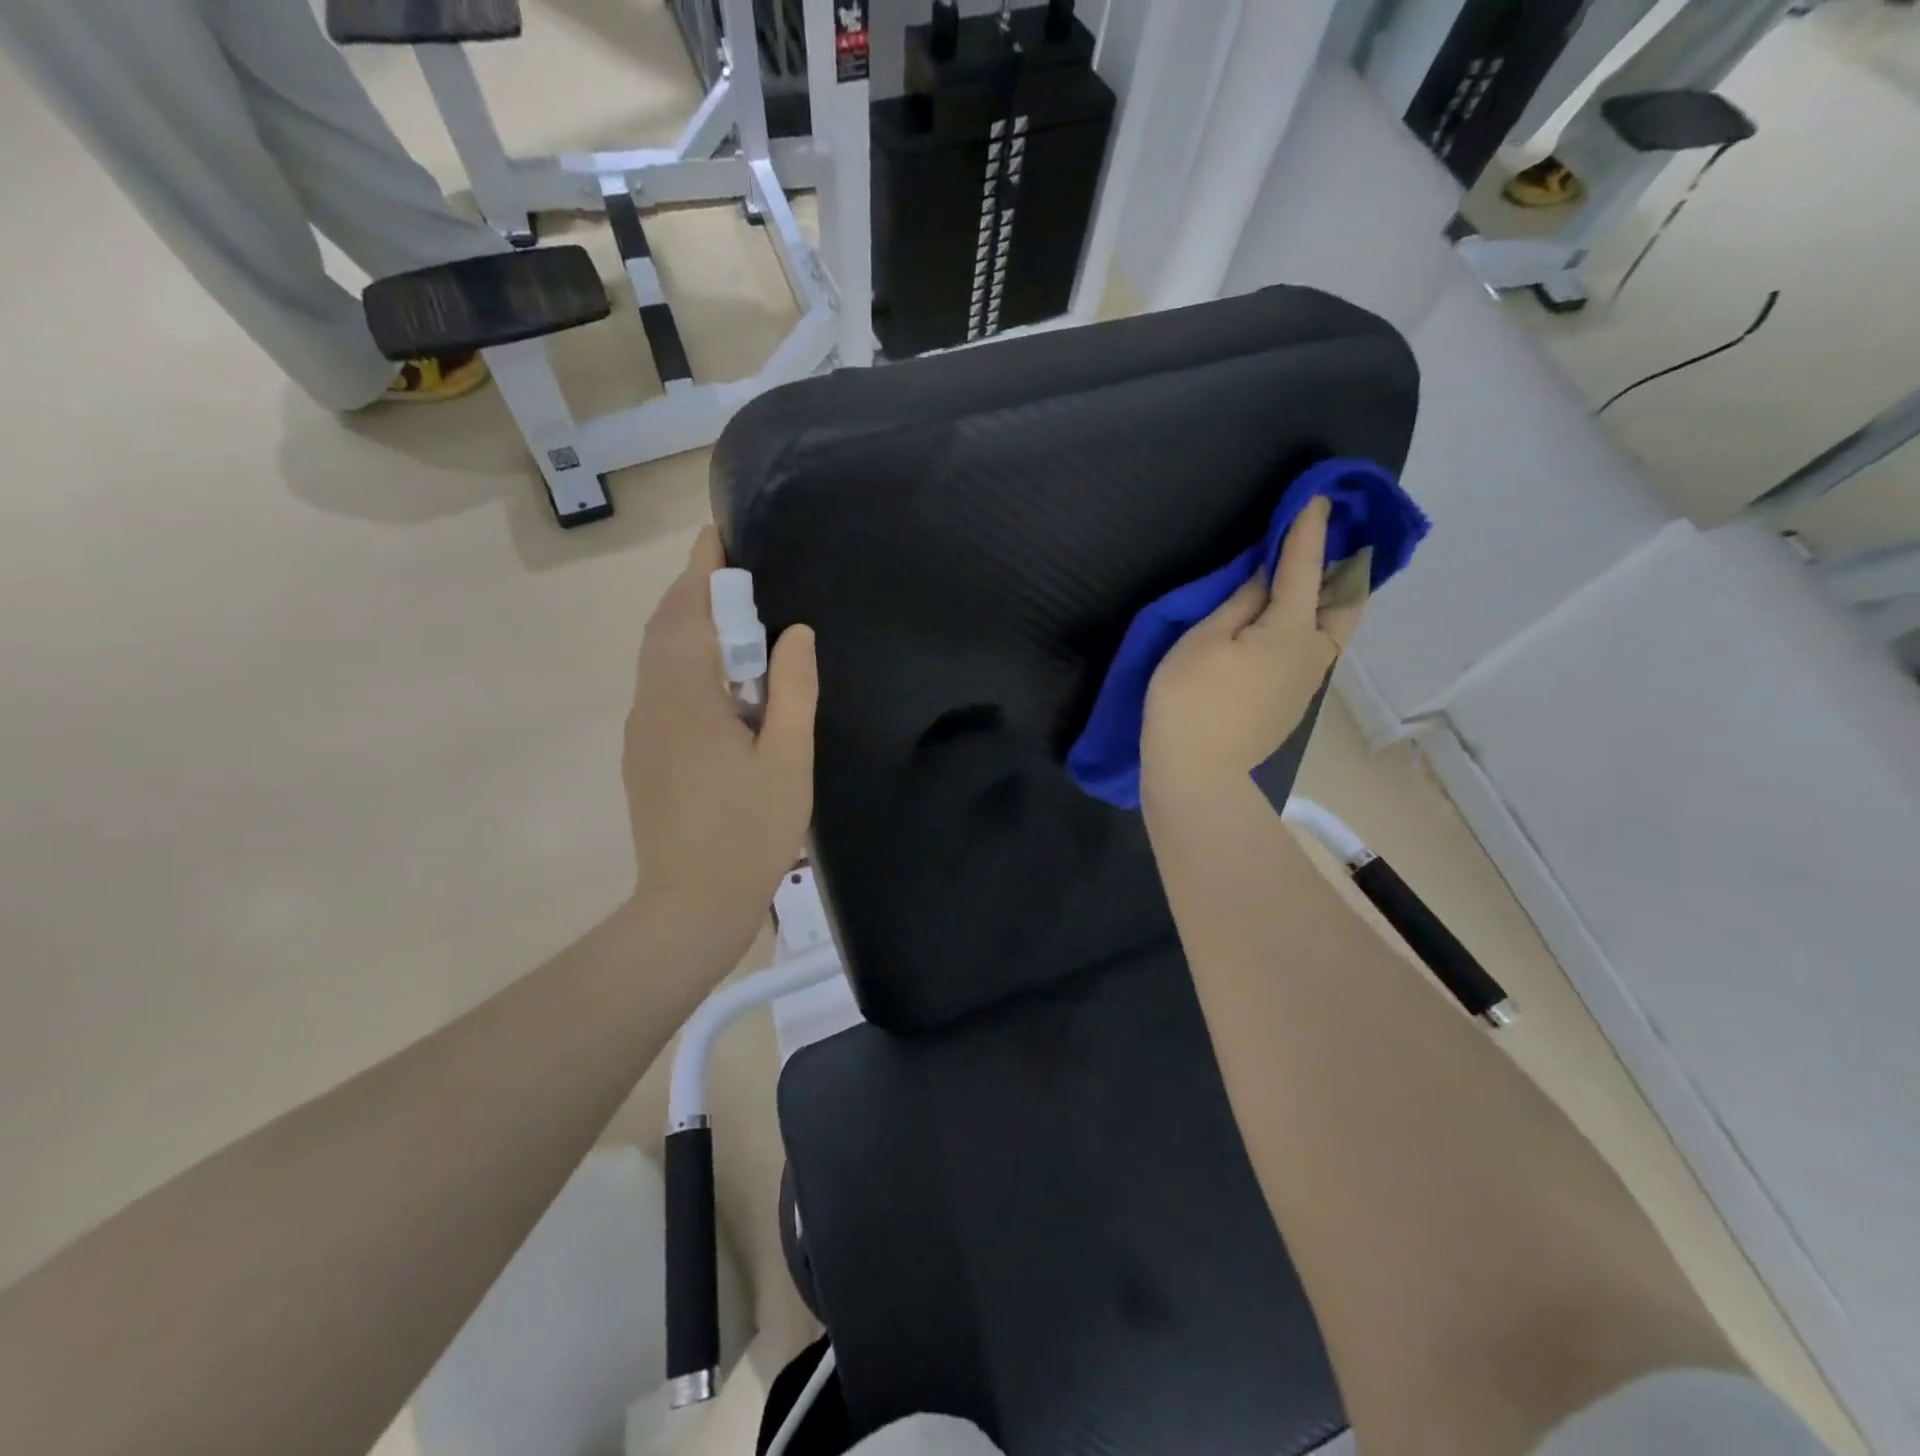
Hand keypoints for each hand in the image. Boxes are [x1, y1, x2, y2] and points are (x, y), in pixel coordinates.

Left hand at [624, 527, 817, 969]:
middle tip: (739, 576)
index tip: (718, 535)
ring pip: (658, 659)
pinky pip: (661, 688)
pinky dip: (686, 662)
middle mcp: (653, 704)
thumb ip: (792, 690)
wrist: (689, 907)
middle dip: (696, 593)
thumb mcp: (787, 760)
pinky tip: (722, 683)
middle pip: (666, 629)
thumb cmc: (748, 833)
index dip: (702, 570)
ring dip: (690, 628)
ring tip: (735, 622)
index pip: (688, 613)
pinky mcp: (644, 755)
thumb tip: (796, 633)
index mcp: (687, 699)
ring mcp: (643, 731)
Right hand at [1141, 498, 1363, 799]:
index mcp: (1291, 631)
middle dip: (1344, 566)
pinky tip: (1290, 622)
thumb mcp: (1204, 641)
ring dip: (1331, 596)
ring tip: (1314, 576)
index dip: (1307, 531)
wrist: (1198, 776)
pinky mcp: (1291, 704)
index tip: (1318, 498)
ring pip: (1333, 629)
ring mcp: (1306, 684)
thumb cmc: (1190, 702)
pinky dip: (1314, 623)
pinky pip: (1314, 650)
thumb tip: (1267, 577)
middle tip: (1330, 542)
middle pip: (1345, 602)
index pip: (1304, 568)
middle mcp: (1313, 654)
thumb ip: (1240, 603)